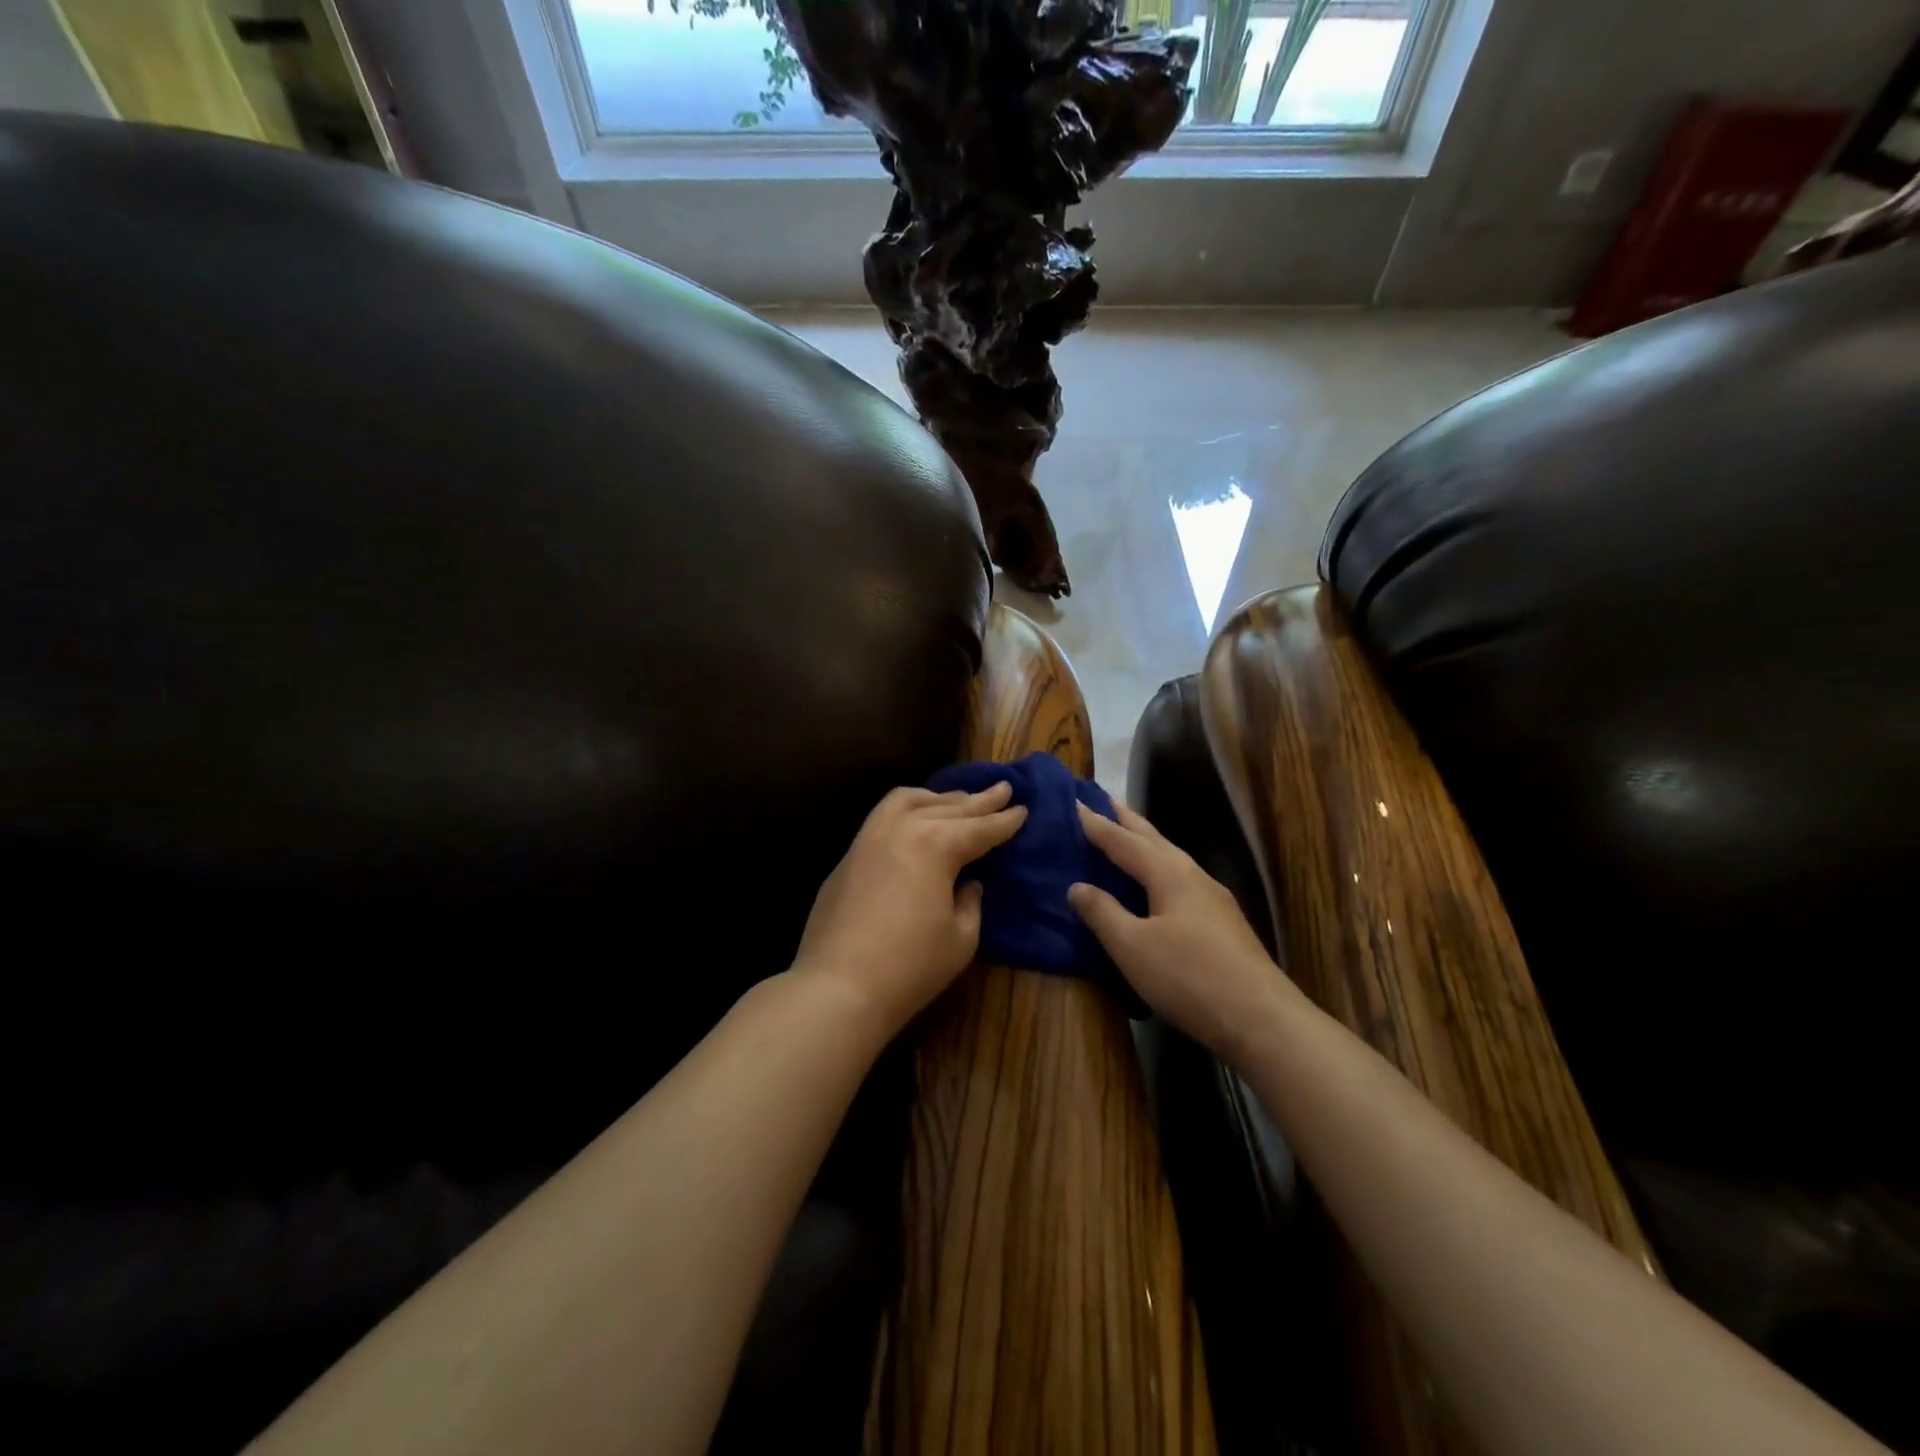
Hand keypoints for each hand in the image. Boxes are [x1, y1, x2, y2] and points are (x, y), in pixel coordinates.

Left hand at [792, 783, 1026, 1036]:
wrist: (837, 987)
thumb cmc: (910, 966)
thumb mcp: (961, 938)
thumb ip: (970, 903)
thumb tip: (968, 884)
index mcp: (936, 844)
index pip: (980, 828)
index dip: (1004, 821)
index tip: (1023, 809)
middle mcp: (902, 828)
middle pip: (948, 807)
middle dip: (978, 800)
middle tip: (1002, 790)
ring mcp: (869, 838)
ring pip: (908, 800)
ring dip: (938, 797)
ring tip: (958, 799)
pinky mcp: (849, 856)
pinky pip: (883, 817)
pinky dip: (908, 809)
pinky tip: (914, 819)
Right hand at [1068, 801, 1296, 1062]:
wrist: (1261, 1018)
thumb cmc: (1189, 977)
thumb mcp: (1133, 947)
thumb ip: (1103, 913)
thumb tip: (1076, 886)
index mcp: (1169, 874)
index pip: (1124, 841)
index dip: (1097, 824)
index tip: (1074, 803)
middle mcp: (1193, 876)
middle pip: (1154, 839)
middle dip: (1127, 820)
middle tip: (1104, 799)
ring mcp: (1213, 898)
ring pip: (1171, 858)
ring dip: (1146, 842)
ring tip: (1127, 834)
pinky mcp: (1223, 922)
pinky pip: (1181, 878)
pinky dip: (1159, 867)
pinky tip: (1158, 884)